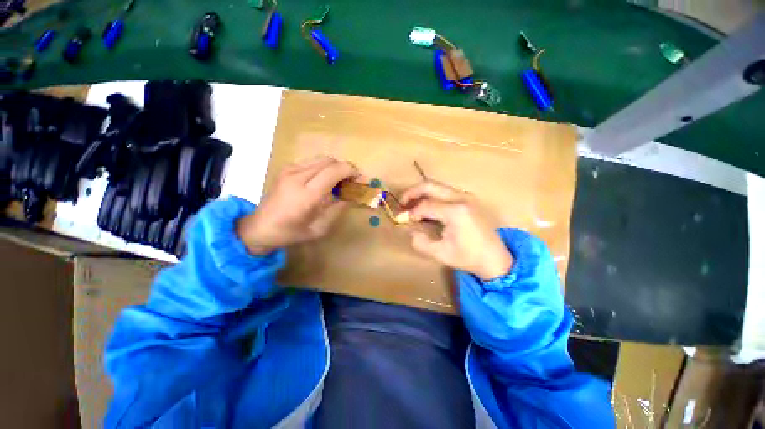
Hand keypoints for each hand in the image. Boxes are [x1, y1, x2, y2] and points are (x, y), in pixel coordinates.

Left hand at [237, 157, 356, 254]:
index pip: (334, 171)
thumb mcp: (320, 228)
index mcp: (306, 195)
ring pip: (322, 158)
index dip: (352, 171)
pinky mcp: (287, 168)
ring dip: (336, 167)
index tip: (361, 179)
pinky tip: (326, 179)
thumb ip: (337, 209)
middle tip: (353, 181)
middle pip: (330, 161)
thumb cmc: (291, 233)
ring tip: (341, 181)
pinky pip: (312, 161)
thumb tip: (351, 195)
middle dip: (346, 168)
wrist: (259, 227)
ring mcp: (290, 170)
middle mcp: (297, 177)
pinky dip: (325, 167)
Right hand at [401, 181, 513, 279]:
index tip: (401, 219)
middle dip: (412, 192)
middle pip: (430, 185)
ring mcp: (466, 196)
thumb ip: (420, 241)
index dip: (411, 212)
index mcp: (455, 212)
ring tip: (411, 205)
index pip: (425, 205)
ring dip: (422, 193)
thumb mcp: (440, 253)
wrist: (495, 258)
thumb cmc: (468, 257)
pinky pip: (445, 192)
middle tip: (402, 203)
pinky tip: (427, 208)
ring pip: (437, 186)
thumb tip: (409, 228)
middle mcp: (461, 198)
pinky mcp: (468, 199)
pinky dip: (432, 196)